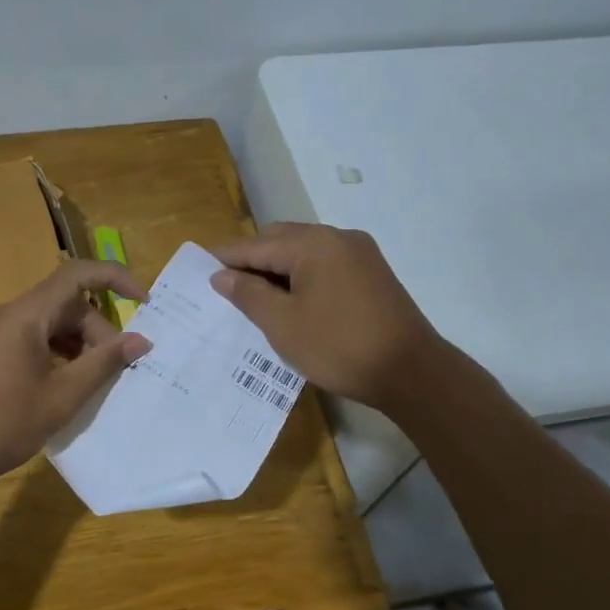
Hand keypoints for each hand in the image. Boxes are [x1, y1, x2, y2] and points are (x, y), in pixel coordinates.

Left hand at [0, 260, 150, 492]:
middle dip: (98, 331)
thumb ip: (104, 364)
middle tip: (117, 370)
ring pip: (51, 323)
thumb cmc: (3, 424)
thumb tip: (141, 340)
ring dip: (79, 345)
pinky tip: (68, 384)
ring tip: (95, 381)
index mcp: (25, 315)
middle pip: (66, 305)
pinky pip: (33, 338)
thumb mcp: (62, 397)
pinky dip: (58, 353)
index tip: (144, 303)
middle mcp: (9, 313)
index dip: (115, 279)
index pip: (76, 275)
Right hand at [211, 222, 462, 414]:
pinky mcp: (372, 273)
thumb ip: (248, 294)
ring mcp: (360, 254)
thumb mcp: (282, 324)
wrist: (411, 372)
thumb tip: (221, 275)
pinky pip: (325, 264)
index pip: (256, 245)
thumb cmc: (338, 346)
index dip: (225, 258)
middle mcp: (337, 237)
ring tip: (255, 298)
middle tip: (226, 288)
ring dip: (277, 269)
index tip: (198, 269)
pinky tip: (291, 301)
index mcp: (313, 244)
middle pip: (281, 240)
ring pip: (304, 252)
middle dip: (251, 260)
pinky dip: (302, 276)